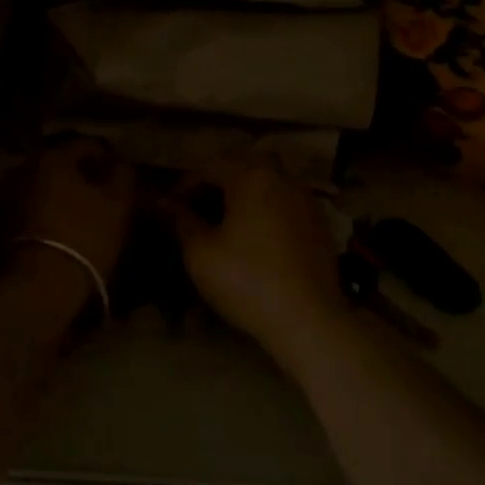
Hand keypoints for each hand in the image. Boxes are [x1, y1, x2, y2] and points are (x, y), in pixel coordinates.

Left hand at [17, 138, 135, 280]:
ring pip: (42, 189)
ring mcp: (4, 196)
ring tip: (80, 217)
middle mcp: (23, 168)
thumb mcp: (118, 203)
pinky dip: (43, 215)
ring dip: (59, 197)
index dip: (109, 159)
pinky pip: (28, 211)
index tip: (122, 178)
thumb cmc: (85, 236)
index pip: (88, 145)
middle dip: (81, 178)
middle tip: (102, 197)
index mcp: (53, 156)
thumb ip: (122, 175)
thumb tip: (119, 164)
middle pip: (61, 166)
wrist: (39, 288)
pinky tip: (58, 232)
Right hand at [171, 164, 347, 360]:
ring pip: (267, 181)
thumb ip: (182, 221)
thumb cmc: (247, 282)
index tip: (171, 207)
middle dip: (217, 181)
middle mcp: (281, 178)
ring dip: (244, 192)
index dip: (185, 184)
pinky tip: (257, 234)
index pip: (209, 166)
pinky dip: (266, 207)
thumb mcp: (201, 254)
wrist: (308, 319)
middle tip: (198, 207)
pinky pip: (285, 201)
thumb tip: (166, 203)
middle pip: (242, 166)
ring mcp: (305, 198)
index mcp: (250, 177)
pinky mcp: (318, 222)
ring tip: (227, 219)